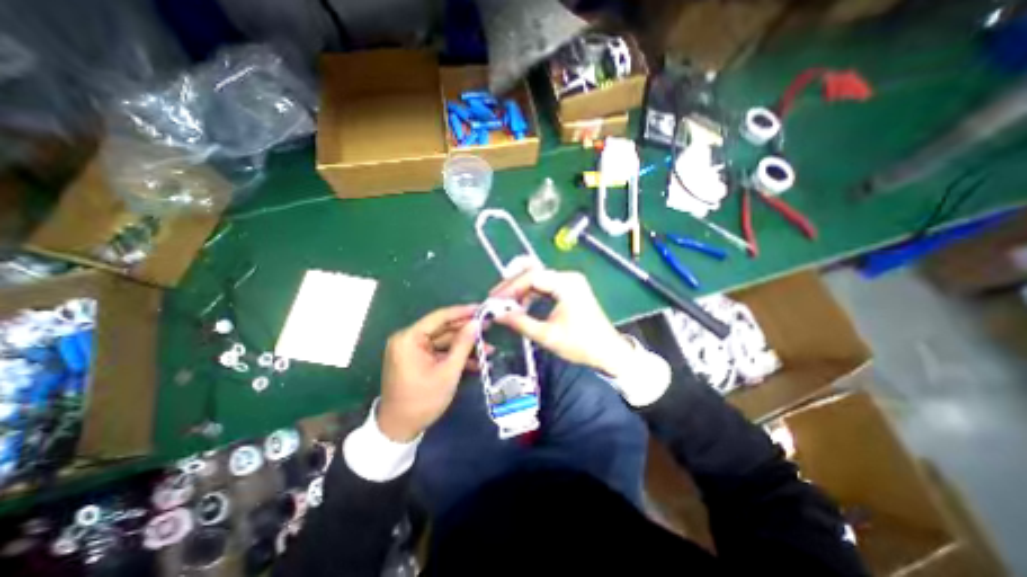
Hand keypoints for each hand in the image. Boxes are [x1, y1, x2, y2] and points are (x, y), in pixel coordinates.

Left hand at [377, 307, 481, 440]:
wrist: (400, 429)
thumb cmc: (423, 400)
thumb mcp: (448, 372)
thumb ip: (463, 345)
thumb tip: (476, 323)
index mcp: (409, 338)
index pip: (439, 317)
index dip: (462, 312)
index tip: (481, 309)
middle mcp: (408, 339)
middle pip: (443, 329)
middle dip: (467, 331)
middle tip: (489, 327)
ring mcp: (413, 350)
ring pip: (444, 341)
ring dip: (465, 346)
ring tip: (488, 348)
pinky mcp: (417, 359)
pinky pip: (439, 352)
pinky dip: (455, 356)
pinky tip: (476, 361)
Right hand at [489, 265, 634, 376]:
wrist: (608, 352)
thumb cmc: (581, 344)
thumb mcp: (548, 335)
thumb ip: (521, 323)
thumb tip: (497, 316)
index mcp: (566, 284)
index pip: (531, 276)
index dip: (510, 287)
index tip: (495, 299)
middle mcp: (568, 278)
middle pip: (534, 274)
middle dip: (513, 286)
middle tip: (495, 298)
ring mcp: (570, 283)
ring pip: (538, 280)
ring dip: (520, 290)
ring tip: (505, 304)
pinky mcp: (570, 290)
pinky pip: (545, 287)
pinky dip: (531, 294)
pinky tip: (521, 305)